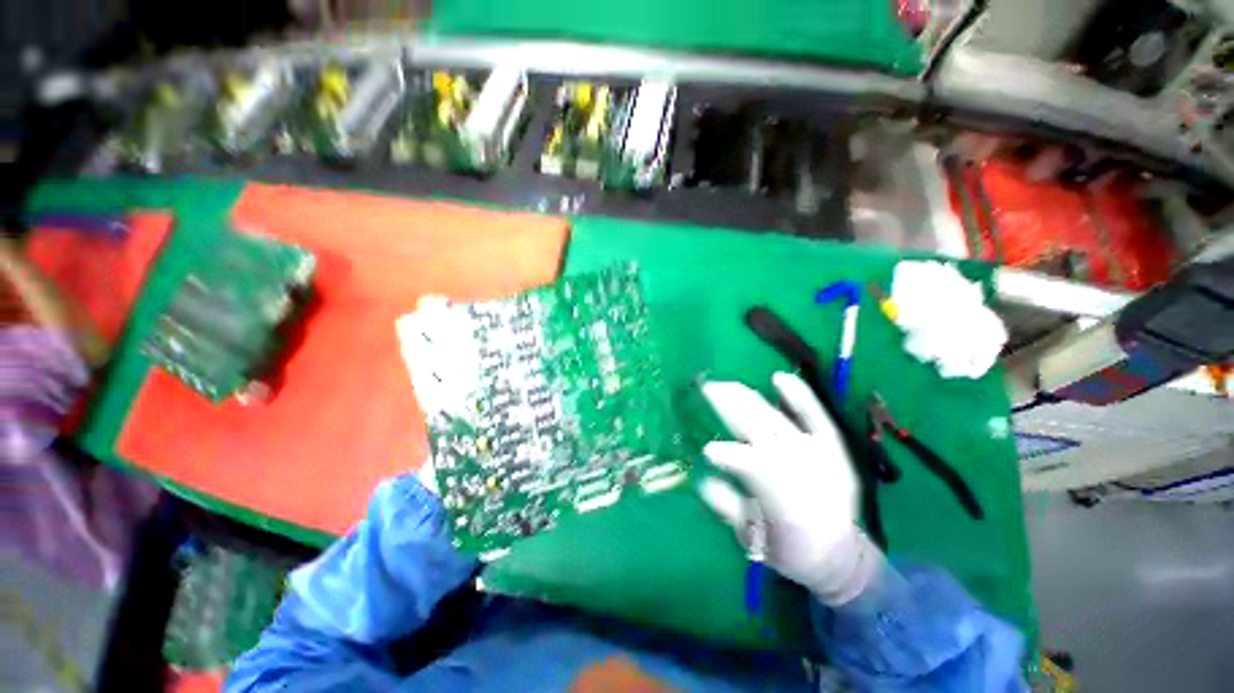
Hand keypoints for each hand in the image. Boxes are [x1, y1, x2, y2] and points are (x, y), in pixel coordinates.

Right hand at [699, 372, 882, 604]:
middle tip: (705, 388)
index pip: (749, 465)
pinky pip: (814, 414)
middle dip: (729, 407)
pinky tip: (778, 377)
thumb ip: (728, 508)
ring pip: (774, 417)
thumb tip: (703, 480)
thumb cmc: (791, 548)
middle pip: (758, 428)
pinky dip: (798, 395)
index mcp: (781, 494)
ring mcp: (815, 450)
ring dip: (747, 398)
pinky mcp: (829, 444)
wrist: (842, 555)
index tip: (707, 449)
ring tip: (723, 383)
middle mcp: (798, 465)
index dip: (728, 455)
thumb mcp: (753, 539)